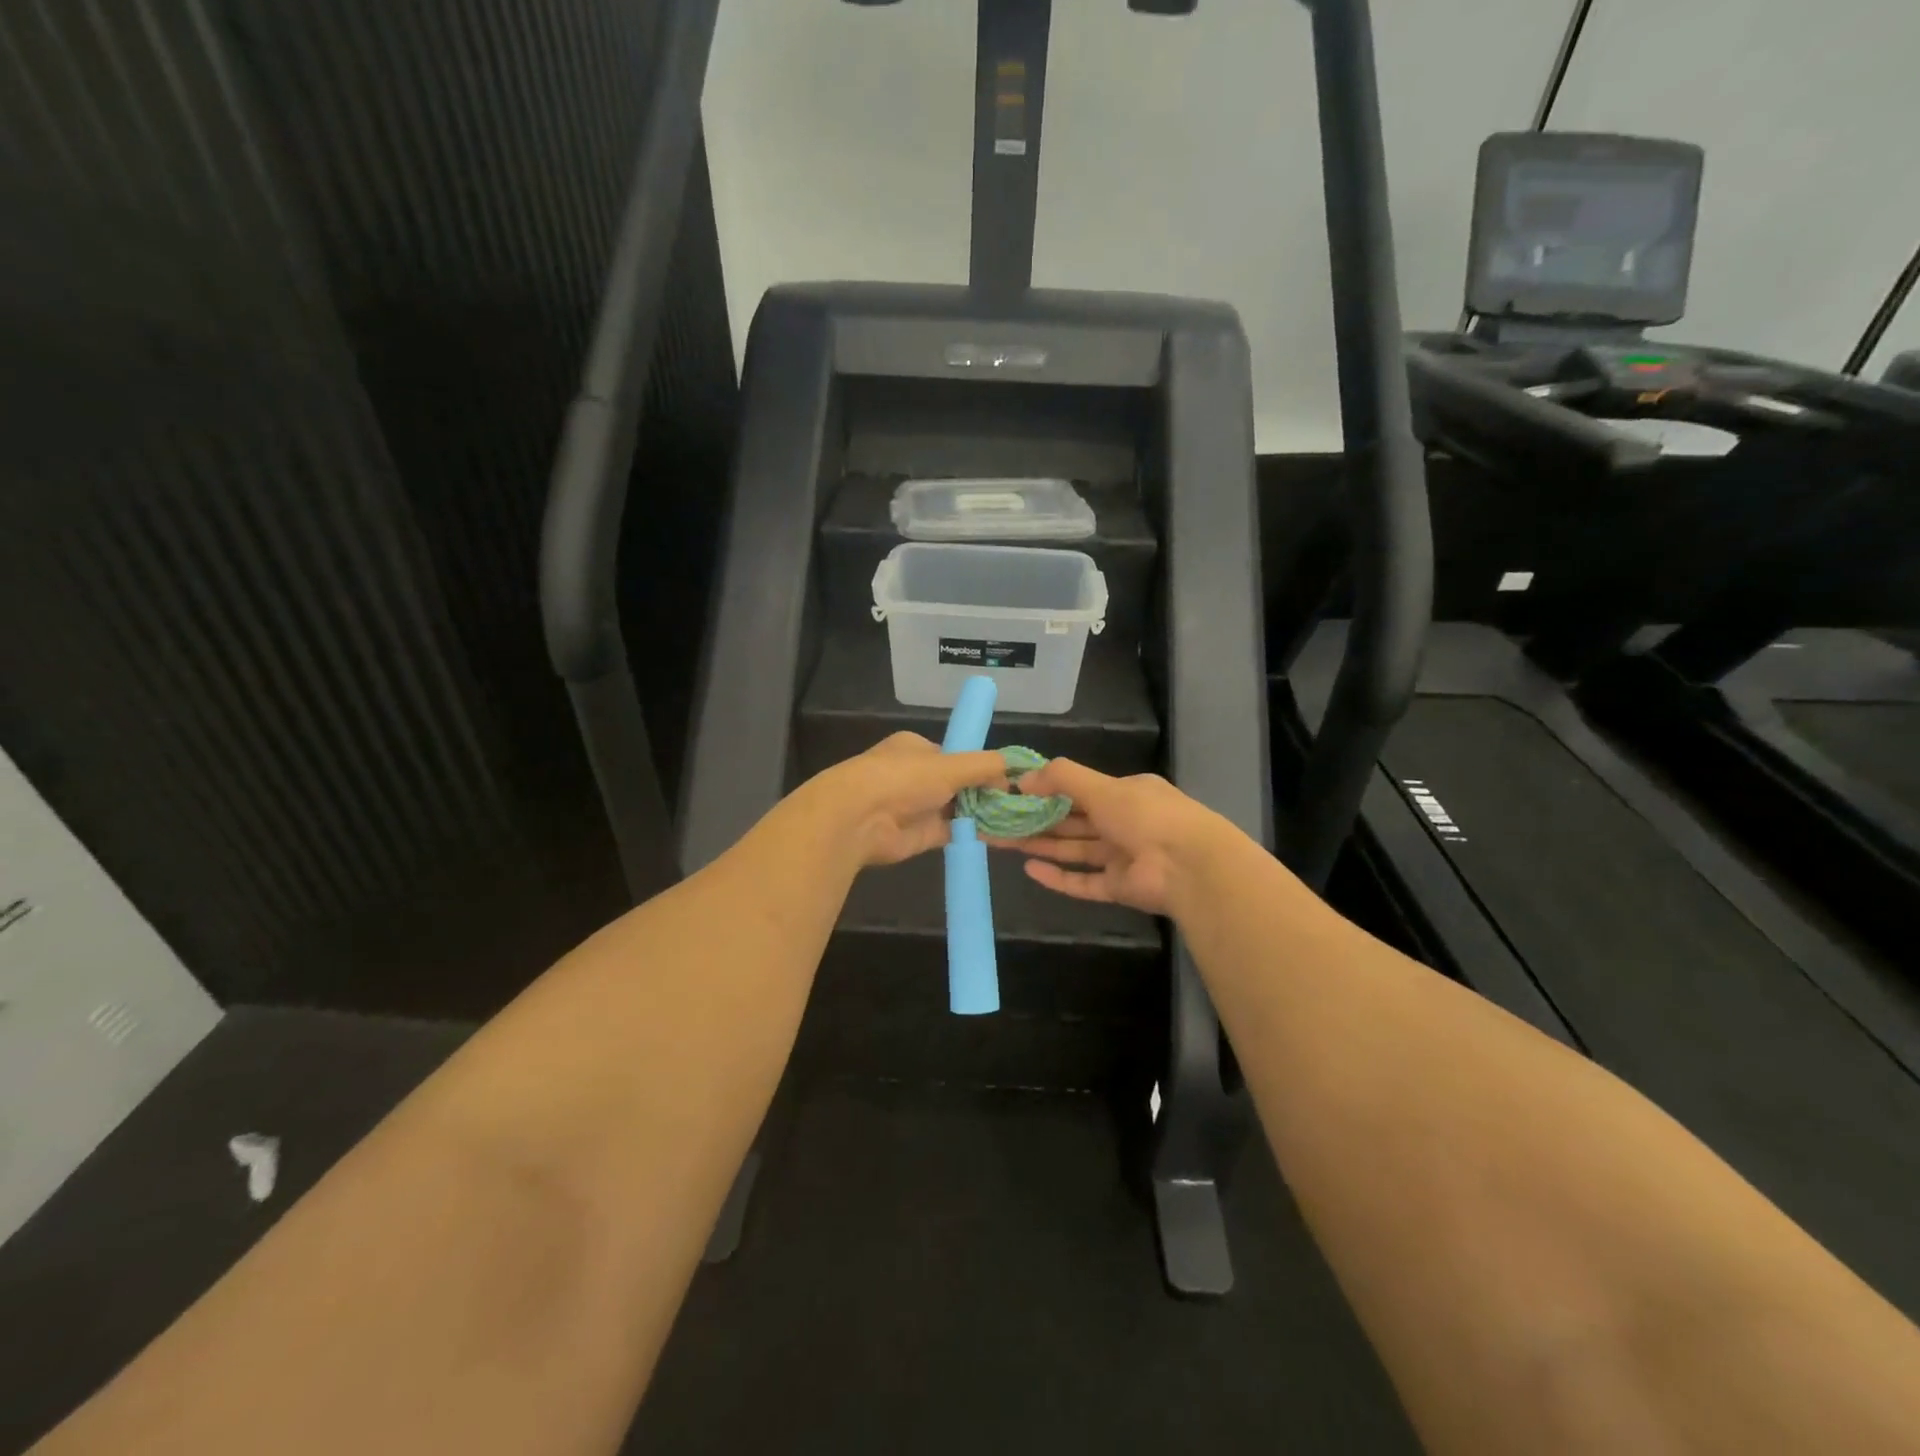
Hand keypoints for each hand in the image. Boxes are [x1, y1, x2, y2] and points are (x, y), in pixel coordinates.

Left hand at [802, 733, 1008, 867]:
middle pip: (958, 783)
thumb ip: (984, 766)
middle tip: (1014, 801)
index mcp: (915, 748)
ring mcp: (916, 807)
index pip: (955, 755)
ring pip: (956, 808)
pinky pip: (952, 832)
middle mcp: (915, 775)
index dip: (980, 766)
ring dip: (980, 813)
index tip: (1006, 778)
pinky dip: (972, 833)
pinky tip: (998, 836)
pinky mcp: (919, 836)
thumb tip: (1012, 771)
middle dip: (983, 791)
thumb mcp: (951, 764)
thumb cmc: (903, 779)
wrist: (859, 820)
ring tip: (1015, 819)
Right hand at [985, 759, 1231, 915]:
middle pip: (1072, 821)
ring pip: (1073, 850)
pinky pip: (1082, 881)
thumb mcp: (1102, 786)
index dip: (1047, 790)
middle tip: (998, 820)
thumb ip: (1061, 778)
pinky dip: (1057, 876)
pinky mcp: (1118, 888)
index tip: (1015, 793)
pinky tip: (1029, 869)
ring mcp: (1121, 857)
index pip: (1081, 790)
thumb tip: (1021, 779)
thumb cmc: (1145, 815)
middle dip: (1036, 819)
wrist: (1189, 866)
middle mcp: (1123, 823)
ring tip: (1001, 842)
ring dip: (1040, 845)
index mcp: (1126, 794)